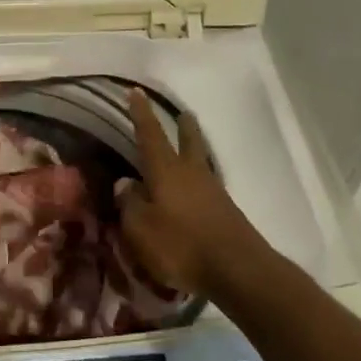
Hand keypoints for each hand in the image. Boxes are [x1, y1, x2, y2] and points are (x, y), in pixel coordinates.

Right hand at [119, 89, 269, 296]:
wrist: (237, 269)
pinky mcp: (225, 211)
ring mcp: (212, 192)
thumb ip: (129, 204)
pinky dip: (199, 179)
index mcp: (166, 171)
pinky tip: (195, 188)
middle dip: (183, 126)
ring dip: (194, 148)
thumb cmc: (181, 246)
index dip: (141, 114)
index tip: (136, 91)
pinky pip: (207, 185)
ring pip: (200, 161)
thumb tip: (124, 182)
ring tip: (190, 144)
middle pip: (188, 141)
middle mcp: (191, 174)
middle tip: (182, 113)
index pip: (150, 135)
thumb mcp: (141, 229)